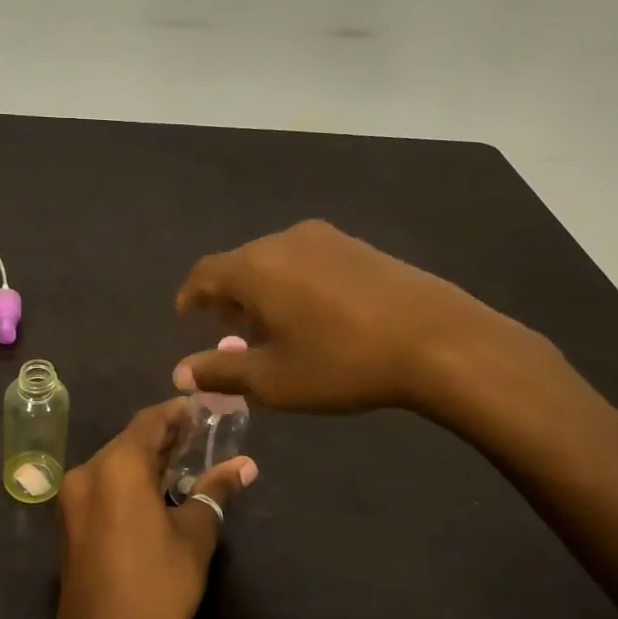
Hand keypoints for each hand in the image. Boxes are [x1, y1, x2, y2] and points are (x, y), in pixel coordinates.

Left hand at [54, 400, 256, 618]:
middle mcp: (87, 472)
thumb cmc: (156, 588)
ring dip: (147, 461)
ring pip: (115, 464)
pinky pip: (103, 487)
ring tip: (186, 464)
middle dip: (165, 438)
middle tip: (202, 438)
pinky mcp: (69, 522)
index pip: (150, 421)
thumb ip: (214, 491)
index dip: (178, 413)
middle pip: (130, 441)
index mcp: (117, 466)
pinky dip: (129, 483)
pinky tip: (157, 493)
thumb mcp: (194, 536)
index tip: (205, 410)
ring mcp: (72, 499)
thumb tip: (245, 464)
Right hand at [173, 220, 552, 419]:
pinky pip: (306, 260)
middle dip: (228, 298)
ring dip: (262, 292)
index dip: (191, 296)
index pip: (205, 273)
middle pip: (239, 265)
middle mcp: (284, 241)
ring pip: (274, 261)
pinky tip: (312, 316)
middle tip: (230, 334)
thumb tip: (180, 373)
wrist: (437, 340)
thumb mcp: (273, 380)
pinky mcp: (358, 245)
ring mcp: (326, 238)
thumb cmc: (342, 363)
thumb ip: (221, 372)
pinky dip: (292, 284)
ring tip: (272, 329)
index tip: (187, 318)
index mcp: (255, 267)